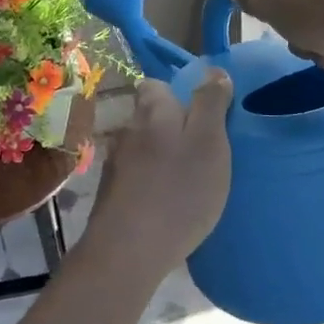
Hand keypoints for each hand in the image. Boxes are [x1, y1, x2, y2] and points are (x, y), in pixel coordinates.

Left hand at [88, 72, 233, 274]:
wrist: (128, 251)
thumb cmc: (179, 191)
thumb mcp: (209, 142)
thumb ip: (210, 104)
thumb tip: (213, 71)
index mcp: (152, 110)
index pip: (156, 85)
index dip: (178, 94)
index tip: (202, 114)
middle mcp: (127, 129)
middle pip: (150, 117)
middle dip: (172, 127)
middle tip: (202, 151)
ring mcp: (115, 164)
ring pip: (143, 148)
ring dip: (162, 157)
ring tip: (187, 180)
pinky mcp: (111, 194)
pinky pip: (137, 177)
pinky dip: (151, 183)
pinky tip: (167, 203)